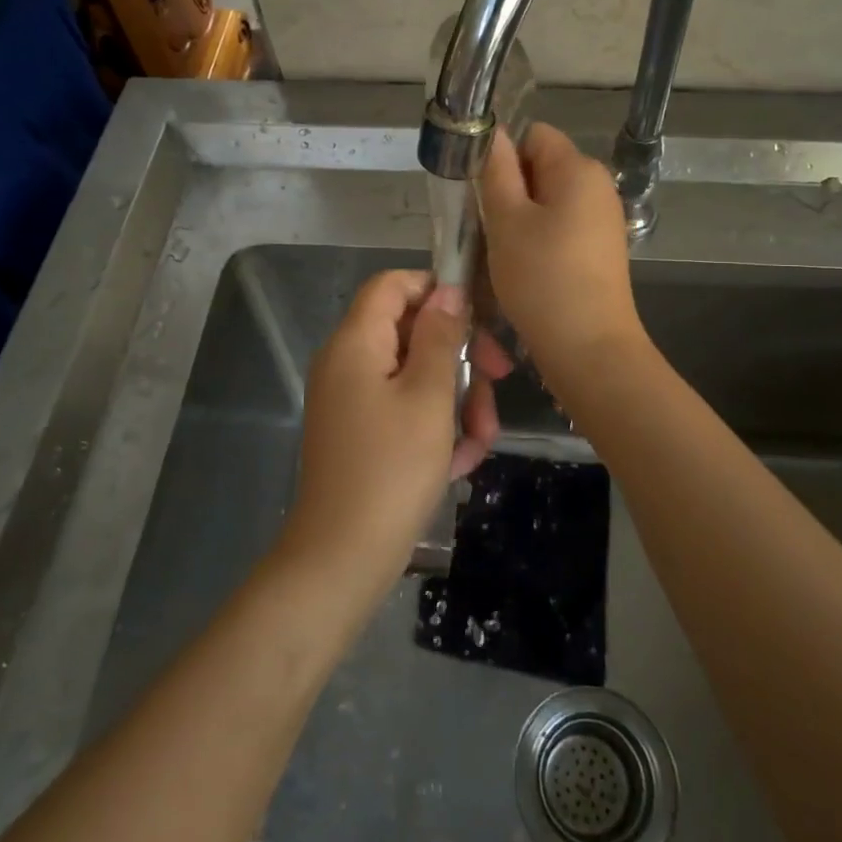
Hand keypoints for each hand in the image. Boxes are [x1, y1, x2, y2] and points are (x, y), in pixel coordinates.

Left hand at [279, 271, 503, 605]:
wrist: (342, 557)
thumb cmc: (391, 469)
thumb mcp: (428, 397)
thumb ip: (439, 336)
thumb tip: (446, 292)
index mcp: (355, 342)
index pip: (392, 284)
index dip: (435, 290)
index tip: (478, 316)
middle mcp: (347, 362)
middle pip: (410, 332)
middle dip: (459, 356)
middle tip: (499, 381)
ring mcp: (352, 399)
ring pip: (415, 375)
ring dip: (456, 399)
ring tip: (481, 440)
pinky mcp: (361, 432)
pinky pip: (404, 409)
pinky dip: (435, 427)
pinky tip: (460, 461)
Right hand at [478, 123, 644, 382]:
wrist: (588, 347)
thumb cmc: (542, 278)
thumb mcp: (507, 220)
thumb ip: (497, 171)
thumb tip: (493, 134)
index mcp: (578, 169)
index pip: (533, 135)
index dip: (503, 156)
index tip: (482, 194)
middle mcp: (598, 186)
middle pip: (542, 168)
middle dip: (510, 190)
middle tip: (487, 227)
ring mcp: (603, 220)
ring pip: (548, 202)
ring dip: (520, 220)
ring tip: (503, 252)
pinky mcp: (601, 249)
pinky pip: (561, 228)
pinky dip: (539, 240)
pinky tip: (525, 269)